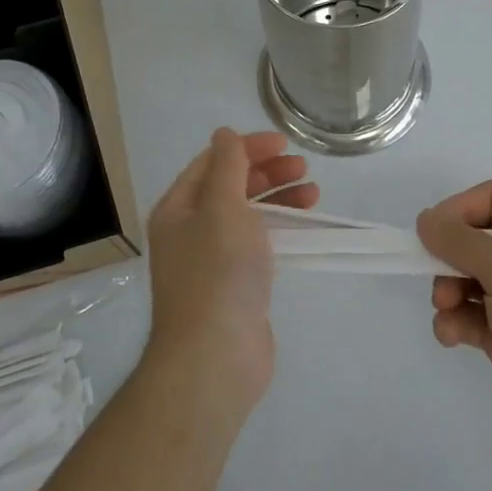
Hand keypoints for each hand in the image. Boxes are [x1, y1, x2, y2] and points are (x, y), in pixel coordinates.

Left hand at [142, 128, 316, 422]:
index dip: (247, 148)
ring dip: (279, 199)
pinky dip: (280, 229)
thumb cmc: (217, 272)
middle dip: (267, 173)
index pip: (212, 162)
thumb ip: (227, 166)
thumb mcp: (223, 207)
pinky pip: (257, 244)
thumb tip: (224, 133)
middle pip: (231, 187)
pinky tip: (303, 228)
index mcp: (178, 208)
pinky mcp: (234, 285)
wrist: (215, 357)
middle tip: (304, 168)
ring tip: (313, 194)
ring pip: (248, 216)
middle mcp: (190, 231)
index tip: (284, 144)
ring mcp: (212, 261)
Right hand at [417, 181, 491, 462]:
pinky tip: (451, 336)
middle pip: (474, 240)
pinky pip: (470, 317)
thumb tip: (425, 220)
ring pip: (467, 280)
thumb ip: (461, 241)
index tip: (432, 230)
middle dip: (449, 257)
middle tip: (436, 277)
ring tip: (446, 310)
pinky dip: (455, 322)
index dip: (461, 208)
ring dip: (448, 292)